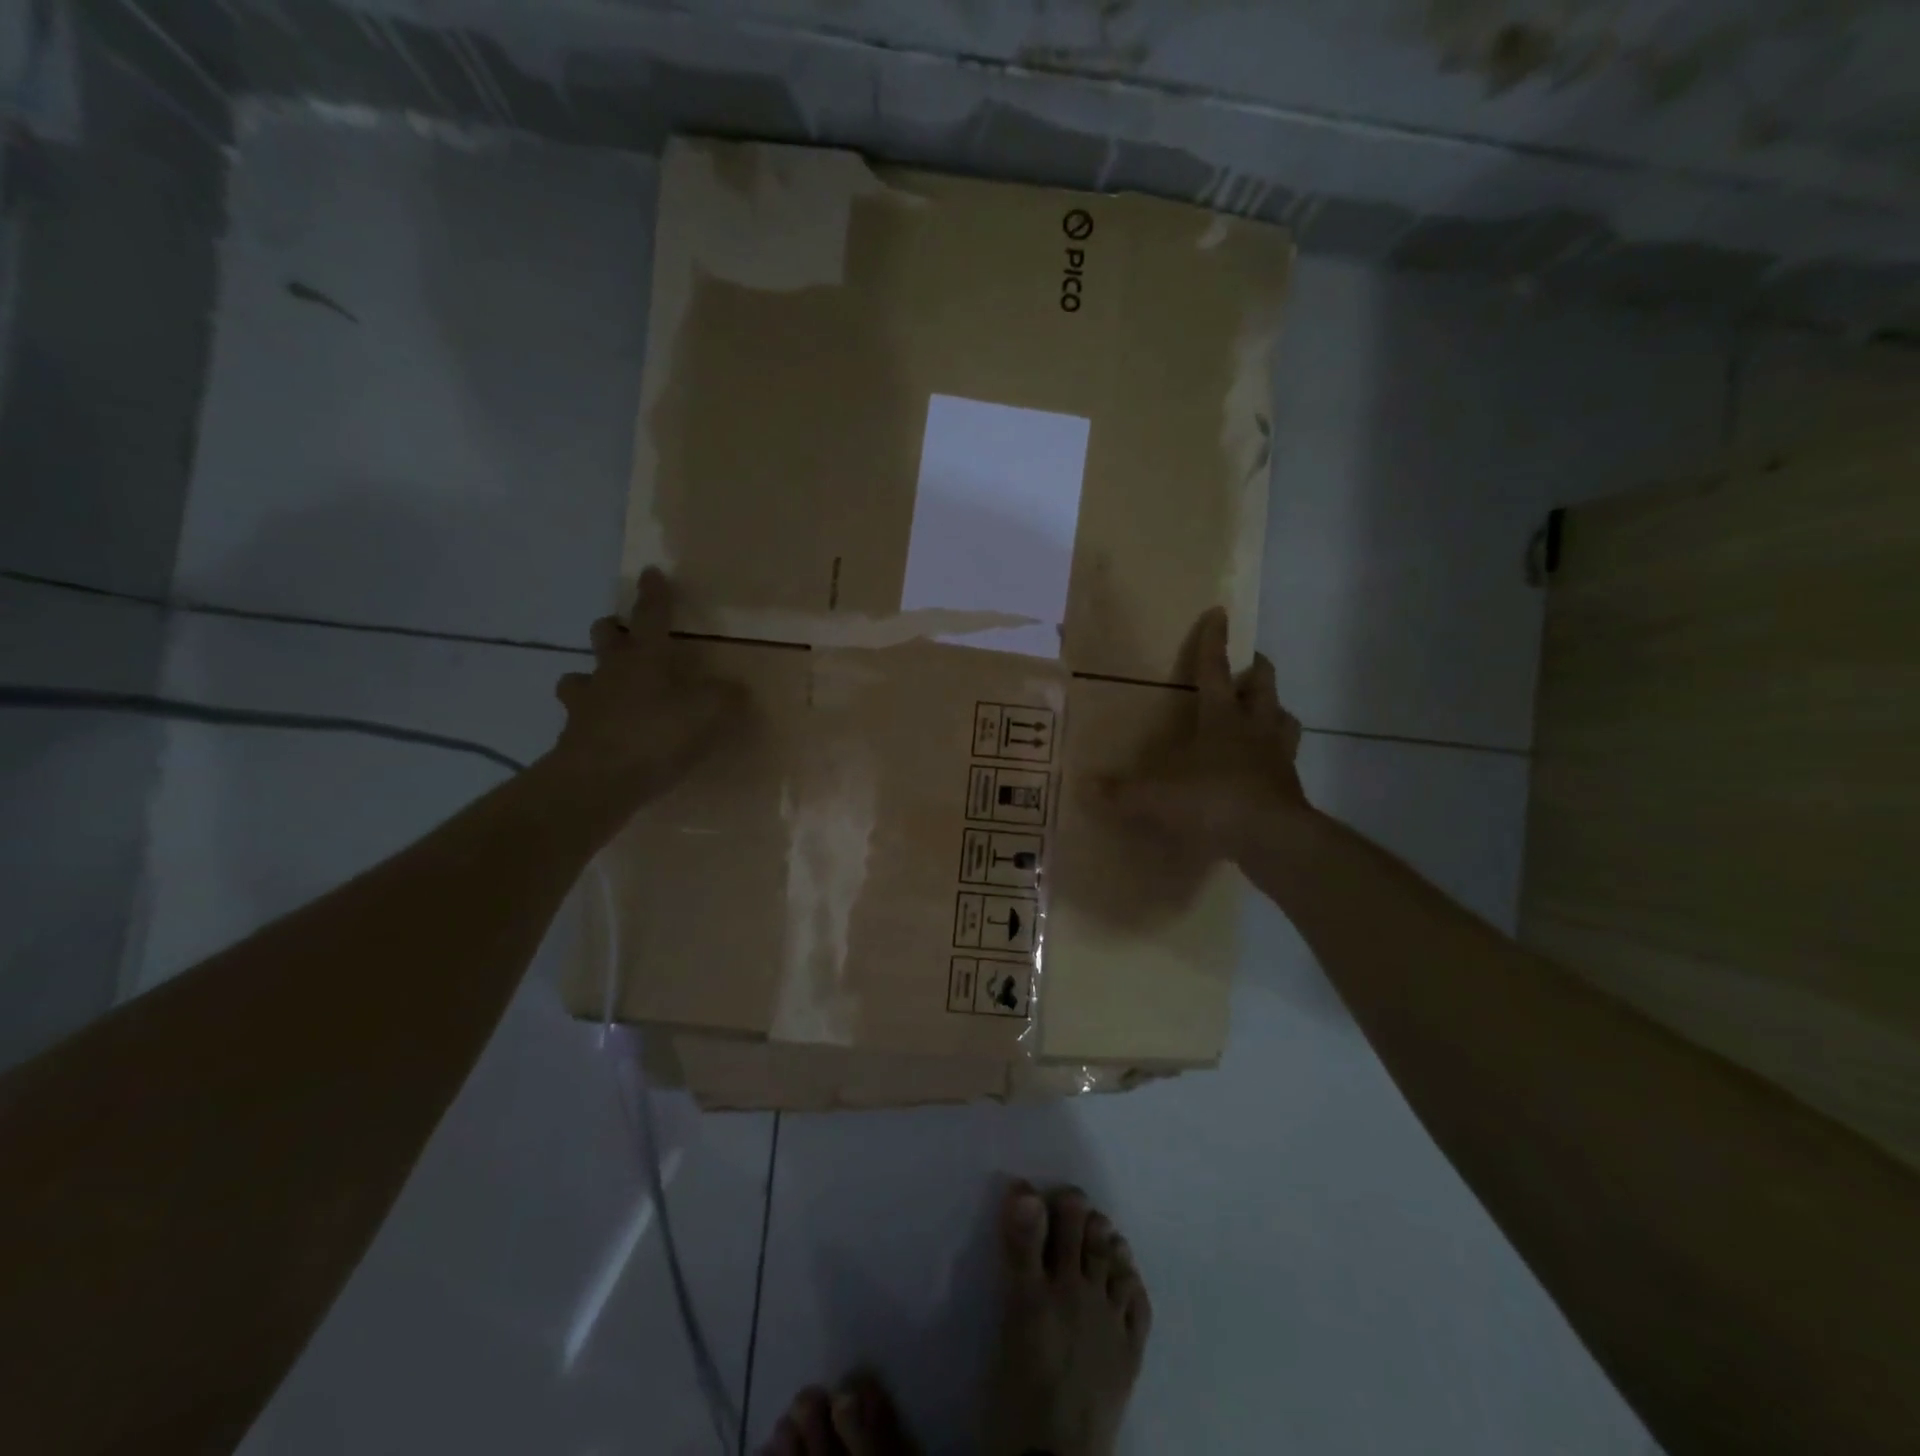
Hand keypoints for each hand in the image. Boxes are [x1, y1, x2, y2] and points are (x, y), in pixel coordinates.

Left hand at [547, 568, 745, 807]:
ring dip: (591, 678)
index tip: (650, 573)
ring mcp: (585, 705)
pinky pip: (580, 721)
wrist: (597, 781)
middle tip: (623, 634)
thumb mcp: (708, 714)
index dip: (654, 595)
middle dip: (613, 630)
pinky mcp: (573, 738)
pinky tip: (607, 735)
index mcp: (644, 659)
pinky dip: (592, 722)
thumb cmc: (655, 736)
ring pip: (578, 678)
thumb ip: (726, 698)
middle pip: (604, 637)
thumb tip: (737, 690)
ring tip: (606, 690)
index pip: (651, 617)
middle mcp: (610, 673)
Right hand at [1100, 607, 1311, 863]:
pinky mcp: (1290, 785)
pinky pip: (1287, 759)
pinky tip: (1266, 766)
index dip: (1213, 641)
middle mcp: (1254, 727)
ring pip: (1285, 718)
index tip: (1219, 613)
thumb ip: (1120, 792)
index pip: (1215, 669)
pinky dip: (1277, 755)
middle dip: (1257, 670)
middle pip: (1263, 685)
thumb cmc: (1211, 800)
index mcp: (1221, 717)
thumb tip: (1085, 787)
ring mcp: (1278, 755)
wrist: (1271, 837)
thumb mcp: (1156, 797)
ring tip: (1266, 712)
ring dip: (1275, 710)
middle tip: (1251, 663)